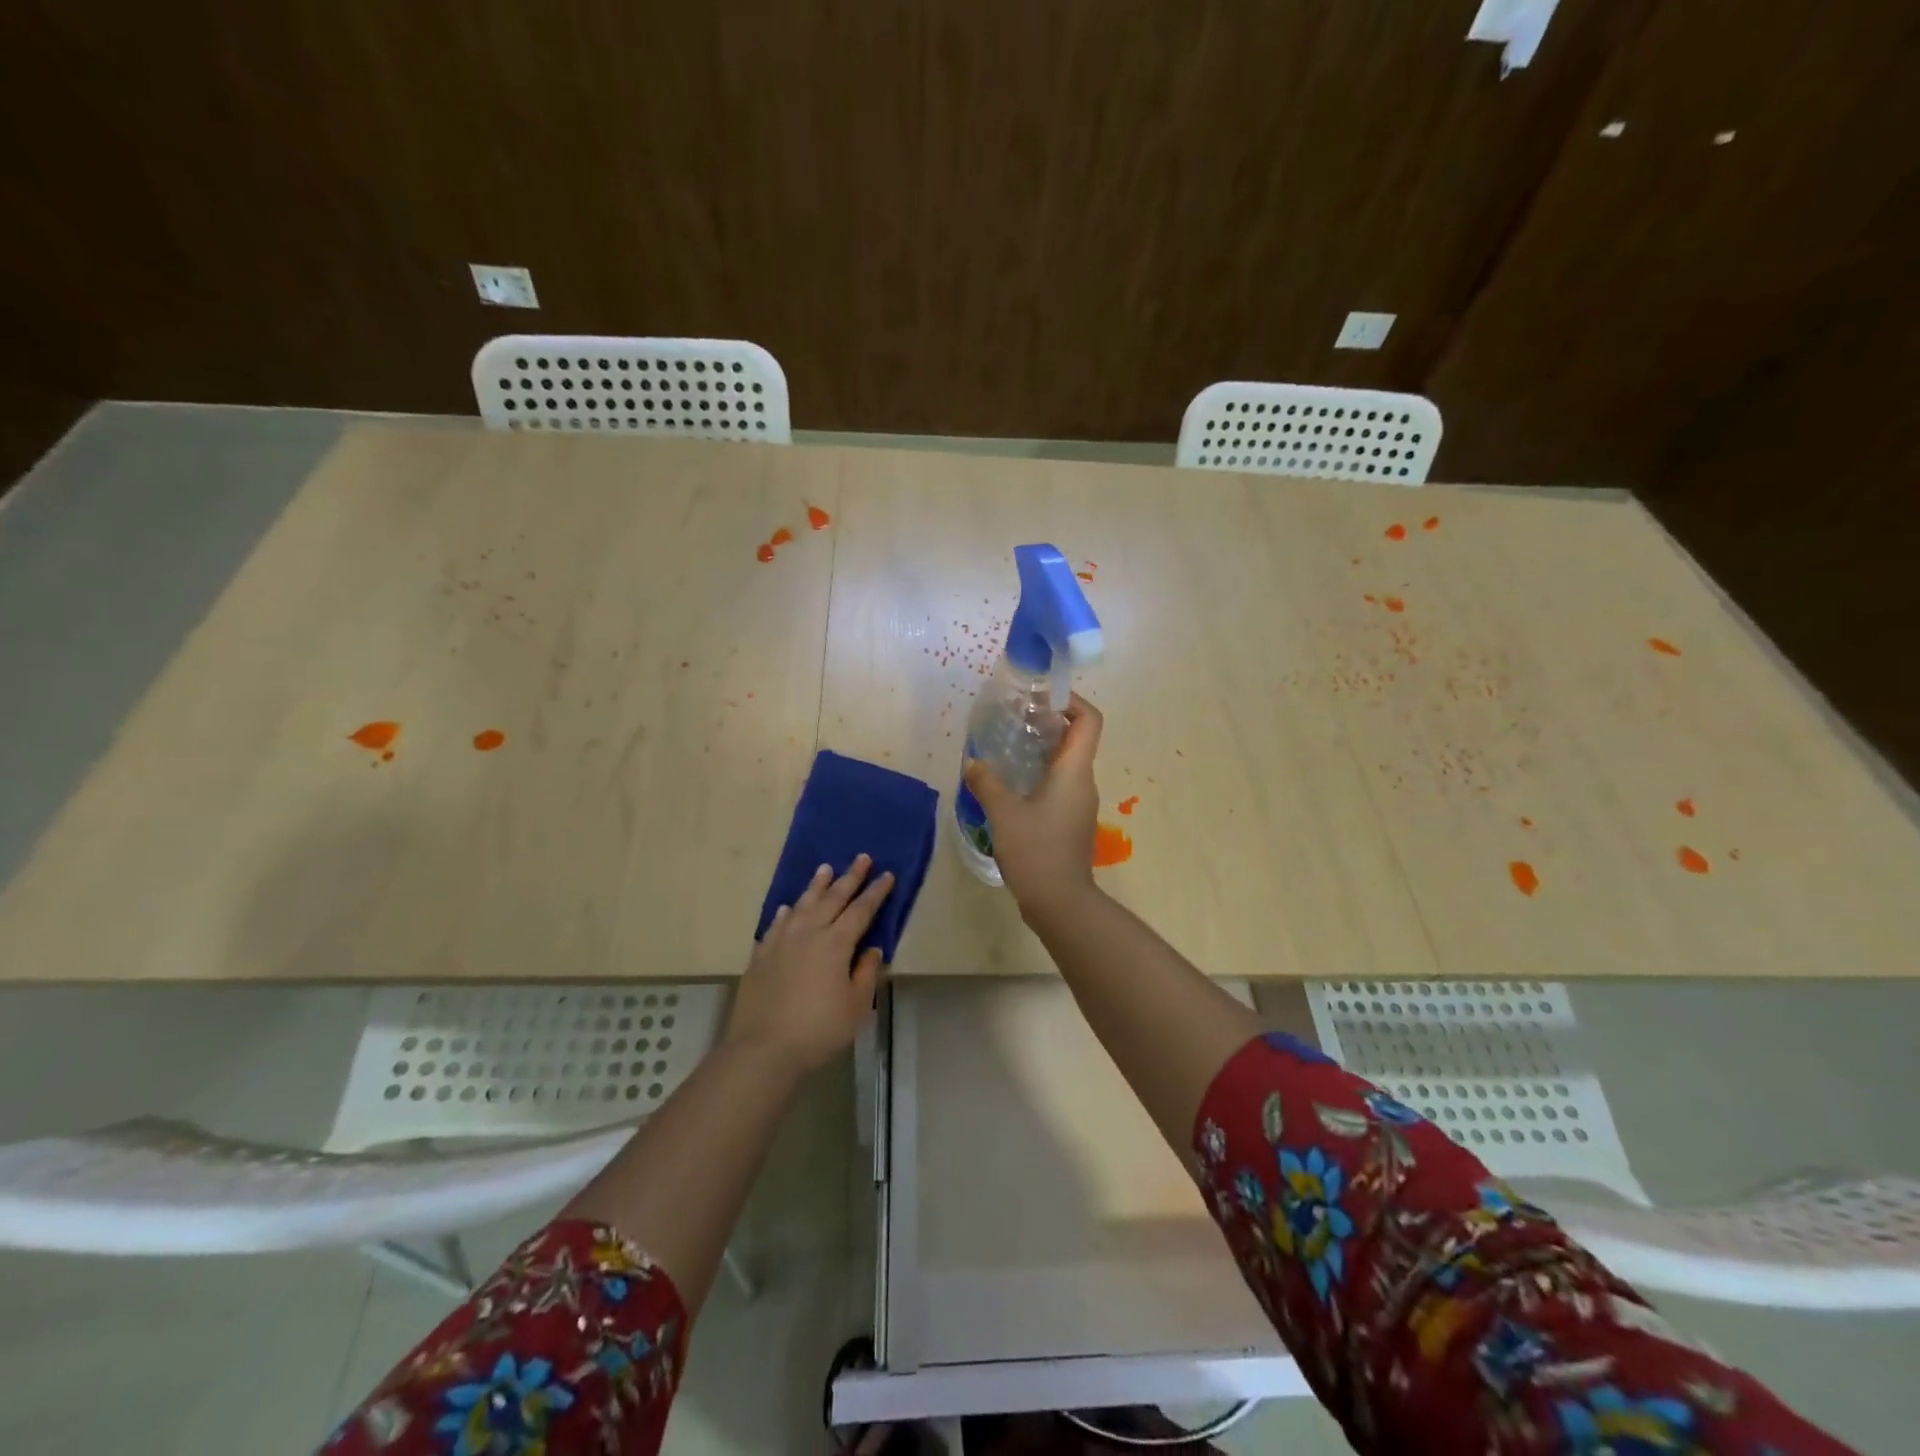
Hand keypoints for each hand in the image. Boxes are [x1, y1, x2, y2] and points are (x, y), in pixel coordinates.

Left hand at [726, 855, 893, 1074]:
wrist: (763, 1048)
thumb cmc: (819, 1029)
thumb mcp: (856, 1006)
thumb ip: (866, 973)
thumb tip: (872, 949)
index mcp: (836, 942)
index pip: (861, 910)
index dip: (876, 892)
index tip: (887, 875)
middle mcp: (809, 932)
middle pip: (833, 898)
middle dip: (850, 877)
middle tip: (861, 857)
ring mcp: (781, 941)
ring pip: (802, 904)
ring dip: (816, 886)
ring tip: (825, 869)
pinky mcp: (761, 955)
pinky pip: (776, 923)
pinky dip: (786, 912)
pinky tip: (788, 907)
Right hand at [963, 693, 1103, 917]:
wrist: (1060, 901)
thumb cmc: (1036, 849)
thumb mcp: (1004, 813)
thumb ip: (987, 782)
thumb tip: (973, 763)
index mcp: (1074, 770)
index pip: (1089, 720)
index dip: (1072, 701)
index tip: (1043, 698)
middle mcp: (1084, 782)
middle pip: (1077, 739)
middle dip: (1049, 723)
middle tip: (1015, 721)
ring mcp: (1080, 804)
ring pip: (1067, 764)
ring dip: (1042, 751)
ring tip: (1008, 750)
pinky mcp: (1072, 822)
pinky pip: (1060, 786)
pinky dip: (1041, 776)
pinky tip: (1012, 787)